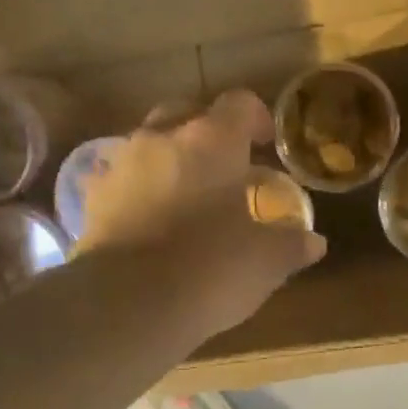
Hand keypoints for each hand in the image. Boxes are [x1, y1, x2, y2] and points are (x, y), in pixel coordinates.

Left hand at [77, 89, 326, 337]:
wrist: (129, 304)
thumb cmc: (211, 269)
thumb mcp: (266, 262)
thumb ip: (291, 245)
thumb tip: (314, 242)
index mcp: (212, 141)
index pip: (239, 104)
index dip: (257, 118)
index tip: (266, 143)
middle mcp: (161, 139)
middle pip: (186, 112)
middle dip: (207, 131)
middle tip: (226, 165)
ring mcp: (121, 165)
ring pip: (149, 144)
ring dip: (170, 159)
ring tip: (187, 196)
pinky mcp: (93, 199)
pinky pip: (121, 181)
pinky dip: (139, 191)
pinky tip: (150, 221)